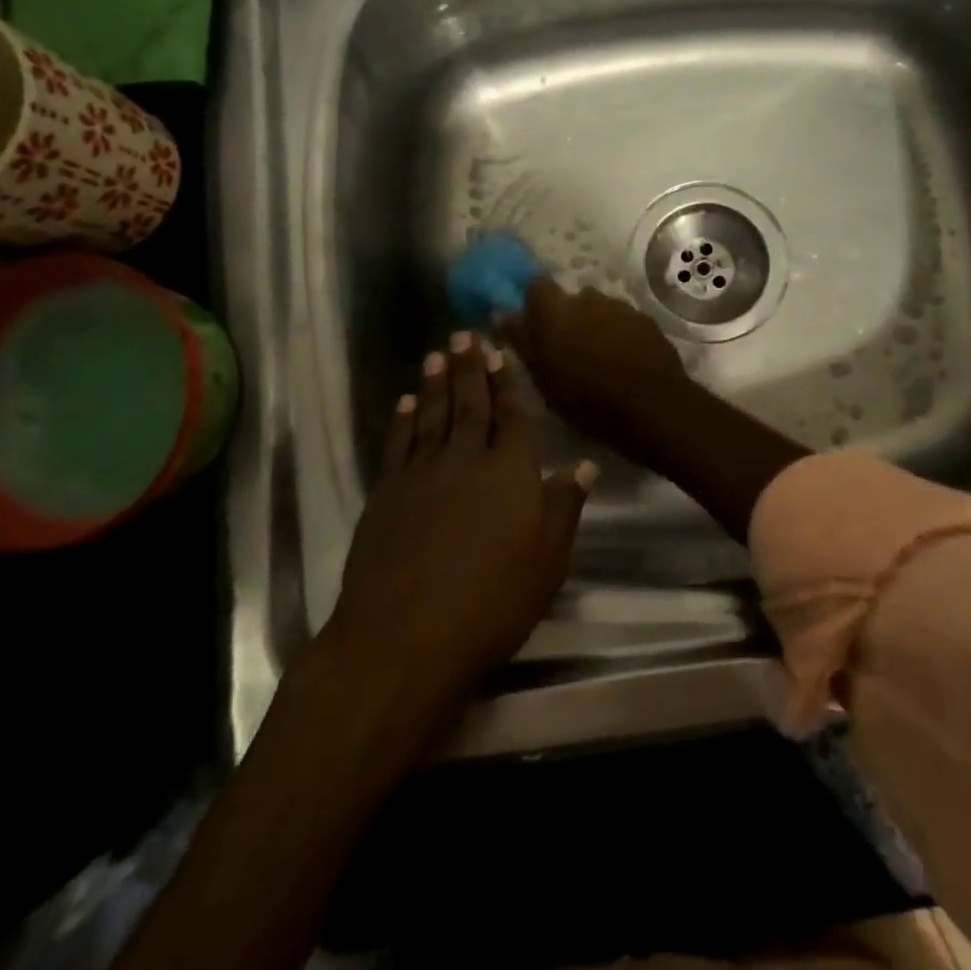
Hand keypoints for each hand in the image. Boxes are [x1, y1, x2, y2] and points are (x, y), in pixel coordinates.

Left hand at [326, 332, 595, 705]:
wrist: (404, 637)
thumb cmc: (490, 603)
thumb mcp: (547, 562)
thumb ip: (564, 507)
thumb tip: (583, 464)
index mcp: (511, 473)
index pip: (514, 417)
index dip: (508, 384)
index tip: (500, 353)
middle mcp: (467, 460)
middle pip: (471, 405)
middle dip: (470, 368)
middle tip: (465, 334)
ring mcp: (422, 473)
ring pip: (433, 415)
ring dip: (436, 383)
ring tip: (437, 354)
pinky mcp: (386, 493)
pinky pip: (398, 444)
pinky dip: (402, 419)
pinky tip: (406, 402)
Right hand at [500, 276, 689, 445]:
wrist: (652, 406)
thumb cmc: (587, 400)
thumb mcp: (543, 378)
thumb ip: (522, 341)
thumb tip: (503, 313)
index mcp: (556, 311)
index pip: (536, 285)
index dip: (535, 302)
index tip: (535, 324)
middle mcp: (588, 299)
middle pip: (571, 299)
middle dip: (568, 318)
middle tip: (568, 351)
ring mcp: (621, 307)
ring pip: (600, 309)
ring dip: (596, 326)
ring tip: (599, 358)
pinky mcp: (646, 319)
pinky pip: (624, 321)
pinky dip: (620, 334)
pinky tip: (624, 360)